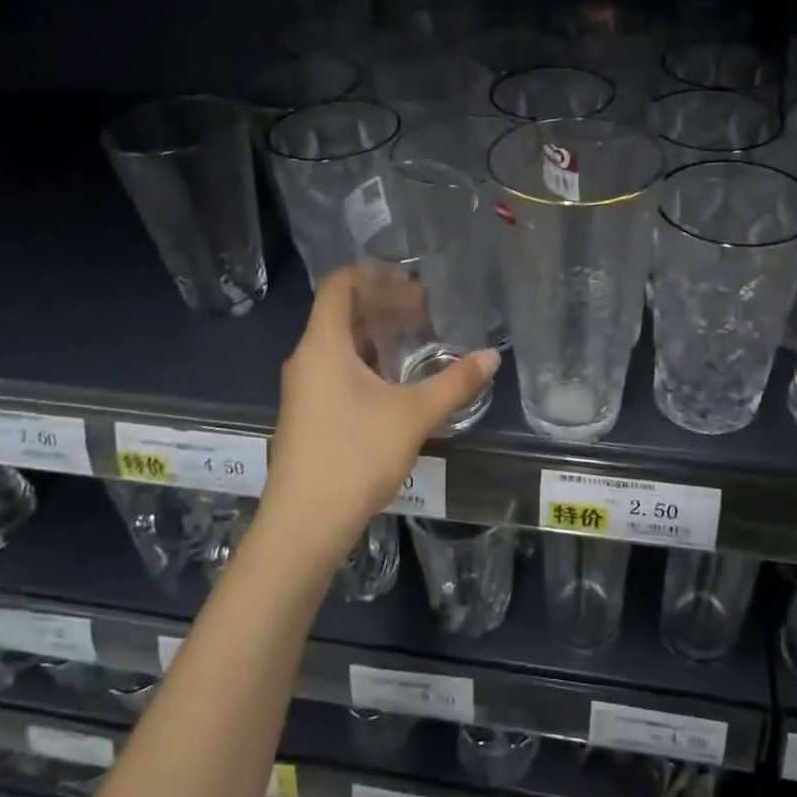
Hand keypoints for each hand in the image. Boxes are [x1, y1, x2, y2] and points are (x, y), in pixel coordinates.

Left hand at [259, 268, 498, 567]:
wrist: (305, 523)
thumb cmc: (355, 455)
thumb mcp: (414, 415)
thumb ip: (455, 383)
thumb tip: (492, 357)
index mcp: (323, 345)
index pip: (339, 285)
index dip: (373, 274)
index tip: (411, 277)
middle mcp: (307, 359)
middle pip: (341, 314)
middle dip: (383, 306)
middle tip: (427, 311)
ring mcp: (304, 390)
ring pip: (340, 346)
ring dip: (377, 338)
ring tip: (418, 342)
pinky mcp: (309, 415)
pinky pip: (337, 371)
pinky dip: (367, 364)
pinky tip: (398, 383)